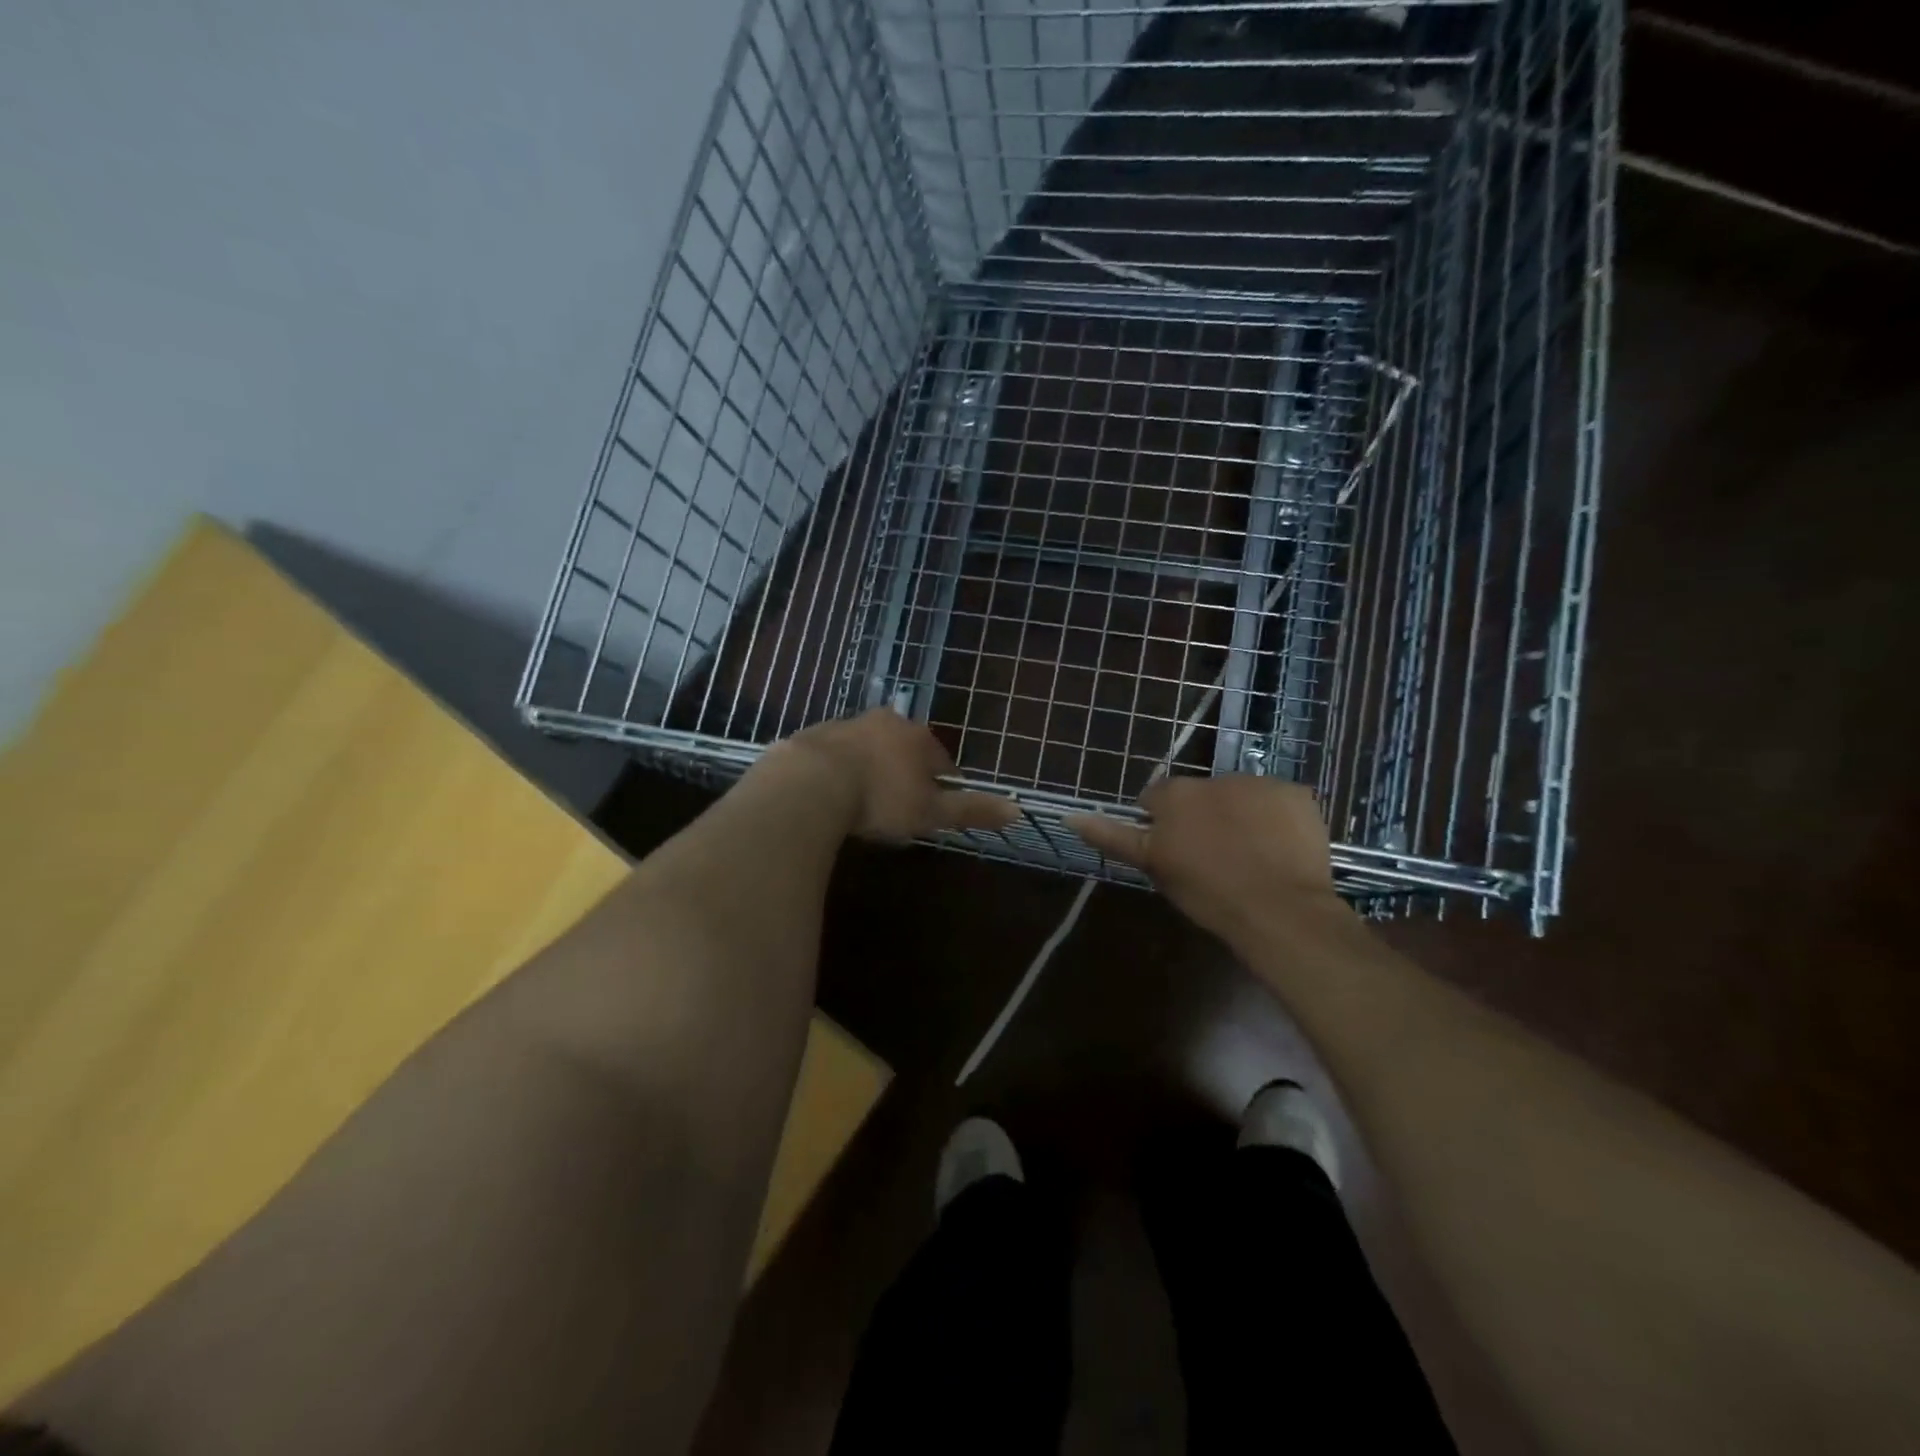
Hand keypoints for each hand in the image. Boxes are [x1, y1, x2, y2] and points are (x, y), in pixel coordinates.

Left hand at [761, 709, 1018, 842]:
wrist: (810, 784)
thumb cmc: (881, 799)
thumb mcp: (931, 811)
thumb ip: (971, 809)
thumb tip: (1018, 810)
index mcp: (917, 737)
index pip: (941, 760)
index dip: (941, 786)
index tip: (933, 812)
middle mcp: (885, 722)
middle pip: (904, 750)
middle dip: (905, 775)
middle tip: (898, 809)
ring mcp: (847, 725)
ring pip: (869, 749)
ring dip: (871, 770)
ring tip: (864, 805)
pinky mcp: (814, 736)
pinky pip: (835, 756)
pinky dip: (839, 771)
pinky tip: (832, 796)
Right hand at [1066, 775, 1345, 943]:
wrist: (1280, 911)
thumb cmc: (1208, 894)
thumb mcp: (1154, 867)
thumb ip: (1113, 836)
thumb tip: (1070, 815)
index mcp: (1175, 795)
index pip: (1156, 799)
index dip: (1163, 825)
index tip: (1176, 853)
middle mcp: (1214, 778)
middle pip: (1199, 794)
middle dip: (1202, 816)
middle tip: (1214, 857)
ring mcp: (1259, 783)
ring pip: (1240, 795)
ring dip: (1240, 815)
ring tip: (1252, 856)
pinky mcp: (1296, 793)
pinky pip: (1278, 801)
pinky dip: (1277, 819)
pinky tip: (1280, 849)